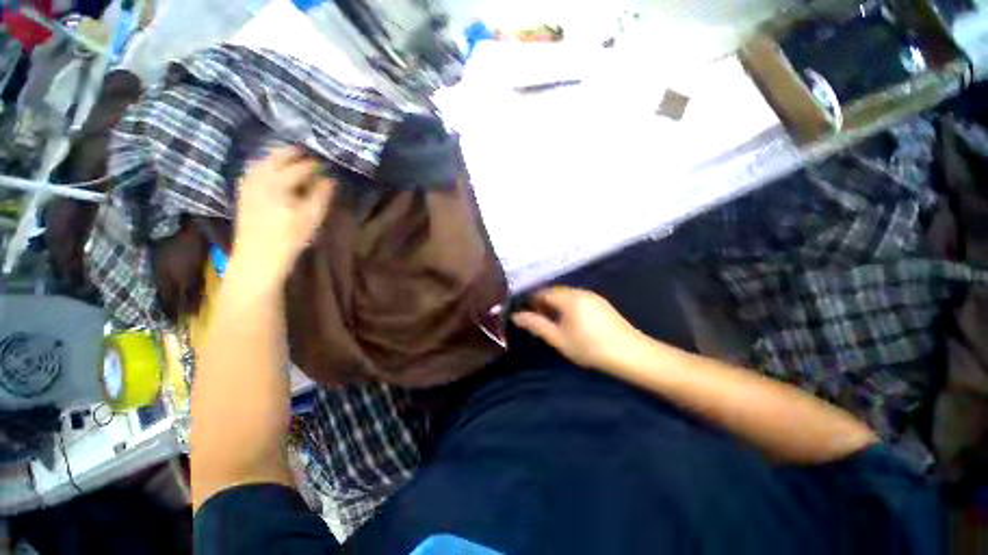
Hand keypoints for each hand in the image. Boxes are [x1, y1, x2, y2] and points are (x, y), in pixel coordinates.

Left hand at [229, 147, 336, 286]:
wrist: (257, 257)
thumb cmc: (289, 238)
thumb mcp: (312, 218)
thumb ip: (322, 195)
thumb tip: (331, 179)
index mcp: (279, 183)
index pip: (301, 167)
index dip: (316, 164)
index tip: (328, 164)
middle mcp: (261, 178)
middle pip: (277, 157)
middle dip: (294, 153)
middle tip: (310, 155)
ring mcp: (249, 184)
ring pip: (263, 161)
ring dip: (279, 157)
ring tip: (292, 159)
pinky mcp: (243, 193)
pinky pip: (254, 171)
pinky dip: (265, 166)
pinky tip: (272, 171)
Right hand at [512, 287, 646, 371]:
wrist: (632, 354)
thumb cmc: (591, 348)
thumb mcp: (559, 339)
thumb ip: (537, 325)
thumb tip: (516, 316)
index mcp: (568, 297)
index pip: (542, 293)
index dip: (531, 302)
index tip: (526, 316)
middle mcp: (580, 291)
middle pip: (555, 293)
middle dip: (543, 304)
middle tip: (538, 322)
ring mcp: (593, 296)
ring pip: (566, 296)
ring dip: (556, 306)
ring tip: (553, 325)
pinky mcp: (602, 304)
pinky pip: (578, 300)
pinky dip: (568, 308)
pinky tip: (571, 323)